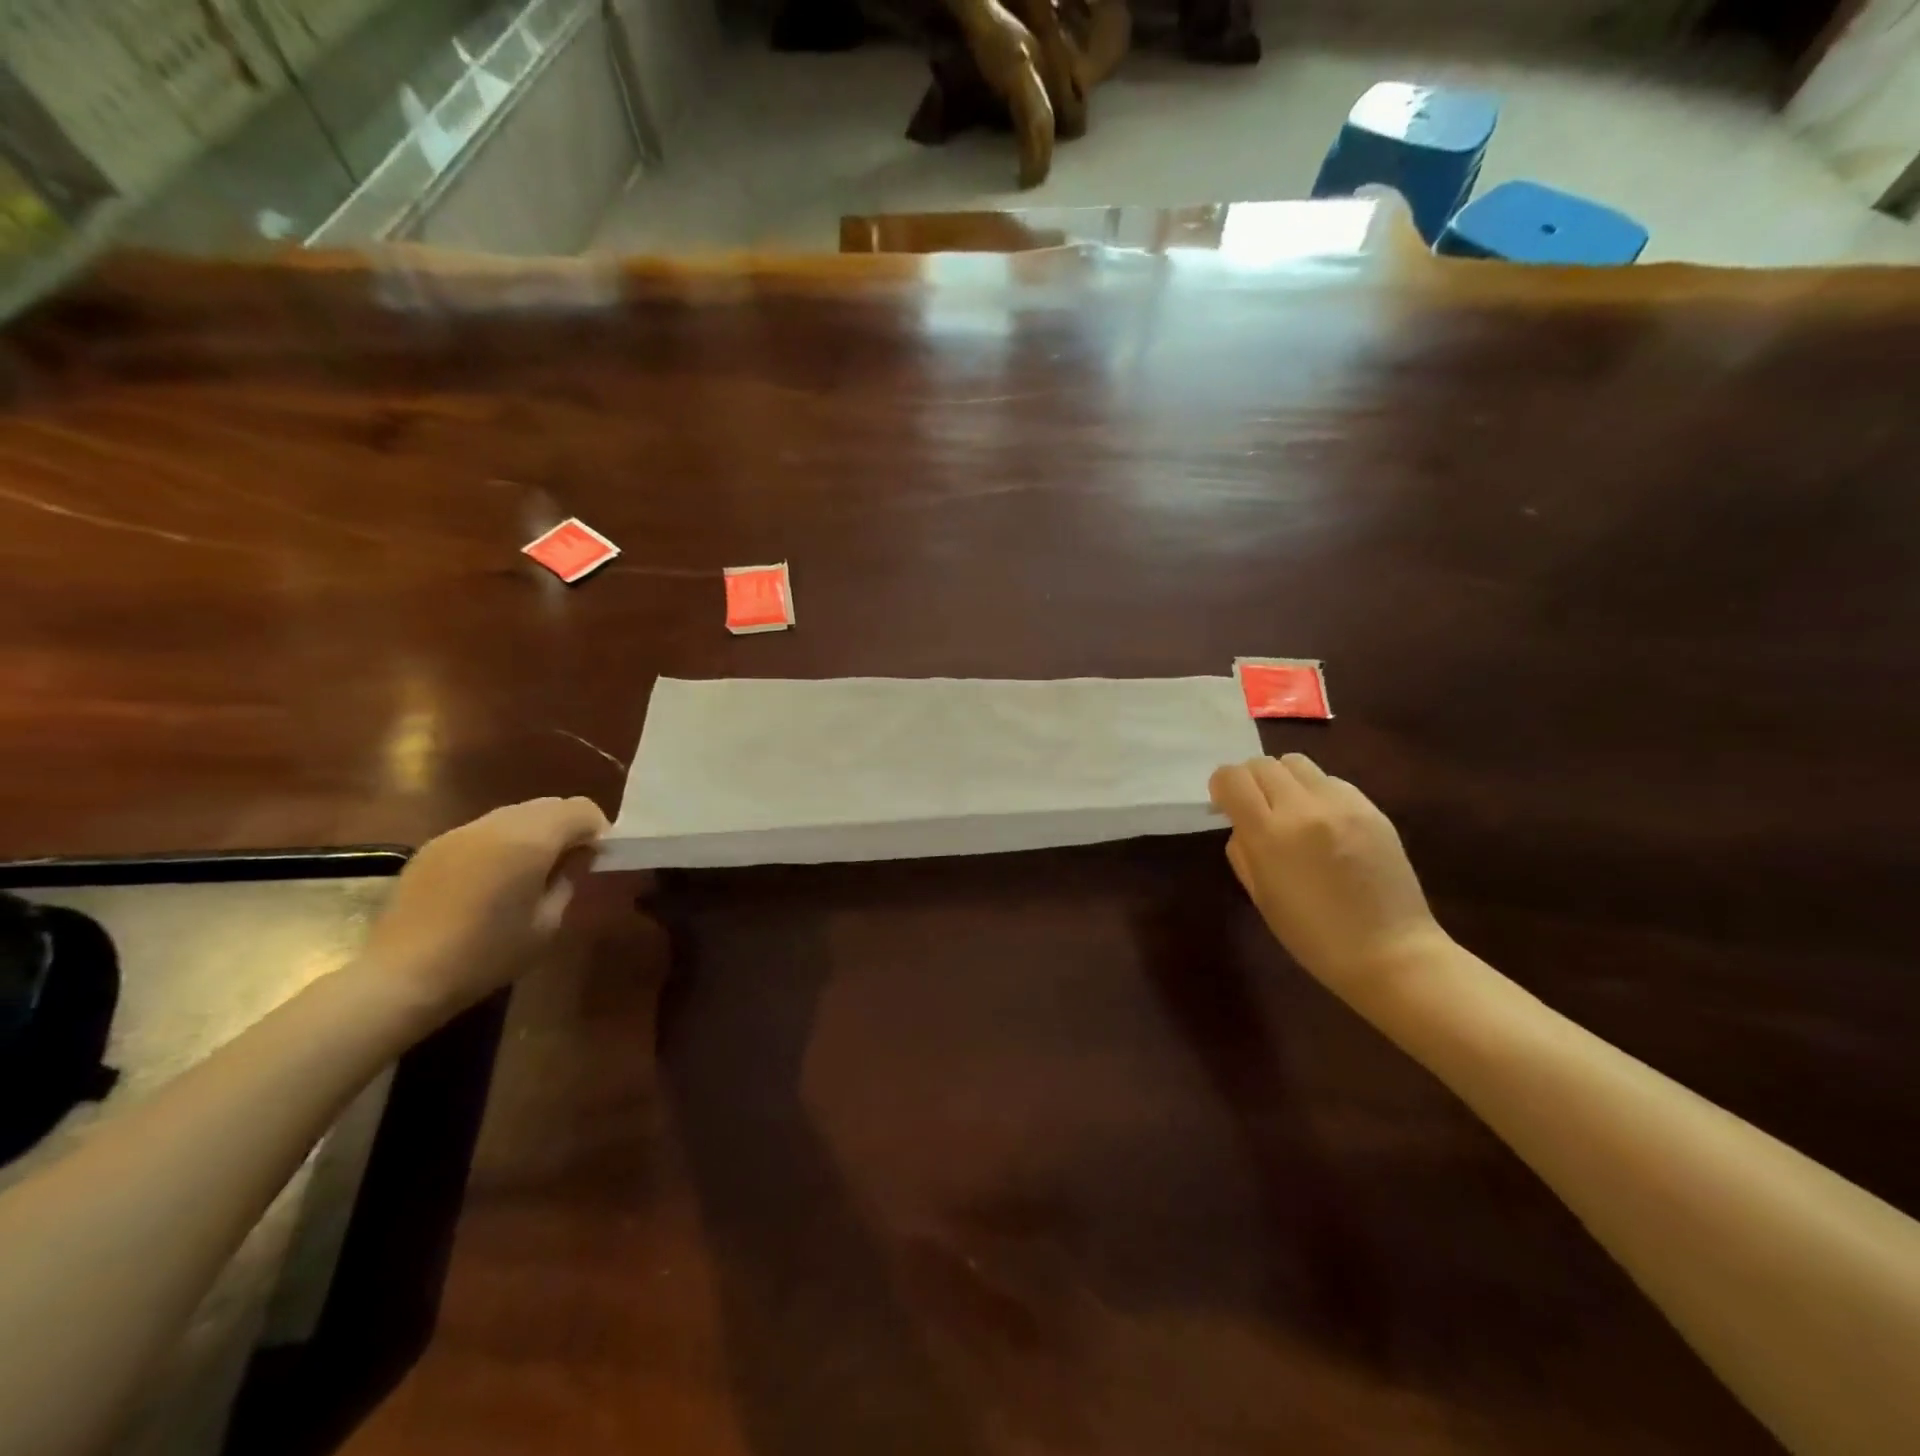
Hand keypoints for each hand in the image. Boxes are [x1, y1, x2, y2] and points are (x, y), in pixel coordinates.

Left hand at [356, 796, 608, 1024]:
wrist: (402, 976)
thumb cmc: (487, 954)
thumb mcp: (548, 923)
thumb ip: (569, 879)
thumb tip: (578, 856)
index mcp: (531, 839)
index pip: (581, 809)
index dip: (597, 830)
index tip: (596, 860)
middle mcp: (497, 823)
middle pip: (549, 805)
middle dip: (567, 827)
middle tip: (569, 865)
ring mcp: (461, 831)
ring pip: (515, 815)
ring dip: (534, 833)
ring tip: (530, 872)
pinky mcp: (434, 846)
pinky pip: (484, 831)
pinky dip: (501, 843)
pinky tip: (491, 881)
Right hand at [1208, 755, 1447, 1001]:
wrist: (1390, 952)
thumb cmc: (1313, 936)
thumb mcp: (1259, 896)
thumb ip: (1242, 851)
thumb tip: (1241, 823)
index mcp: (1269, 834)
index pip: (1232, 778)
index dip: (1221, 786)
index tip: (1225, 805)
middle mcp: (1303, 807)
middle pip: (1262, 763)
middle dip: (1250, 780)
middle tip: (1255, 808)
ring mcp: (1342, 804)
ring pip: (1297, 763)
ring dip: (1283, 779)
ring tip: (1291, 810)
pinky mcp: (1371, 807)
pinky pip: (1330, 781)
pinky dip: (1316, 792)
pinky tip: (1324, 823)